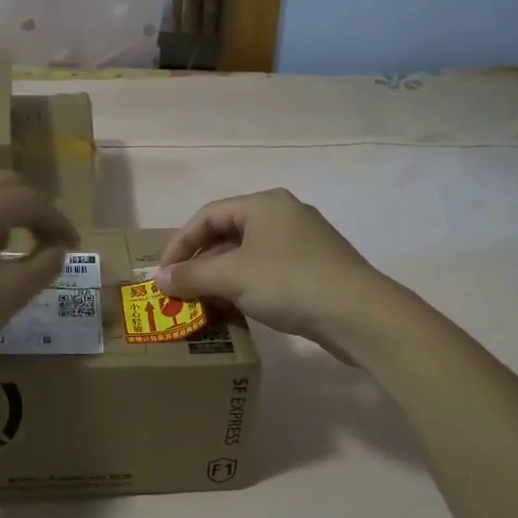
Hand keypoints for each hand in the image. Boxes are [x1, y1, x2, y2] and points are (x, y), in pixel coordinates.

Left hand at [0, 164, 77, 378]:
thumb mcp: (7, 295)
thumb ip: (42, 267)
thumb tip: (57, 250)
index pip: (34, 201)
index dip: (59, 223)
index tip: (74, 247)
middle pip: (7, 182)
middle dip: (35, 207)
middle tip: (49, 239)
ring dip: (3, 202)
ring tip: (11, 237)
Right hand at [157, 189, 404, 357]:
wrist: (359, 314)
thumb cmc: (289, 283)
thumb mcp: (232, 277)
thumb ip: (191, 275)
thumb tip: (159, 279)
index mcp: (264, 204)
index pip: (208, 215)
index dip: (180, 243)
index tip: (163, 274)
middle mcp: (284, 214)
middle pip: (228, 232)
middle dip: (201, 261)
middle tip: (182, 288)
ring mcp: (304, 241)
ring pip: (249, 252)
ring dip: (222, 275)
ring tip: (205, 300)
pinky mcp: (317, 267)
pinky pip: (269, 269)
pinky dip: (247, 283)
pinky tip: (239, 306)